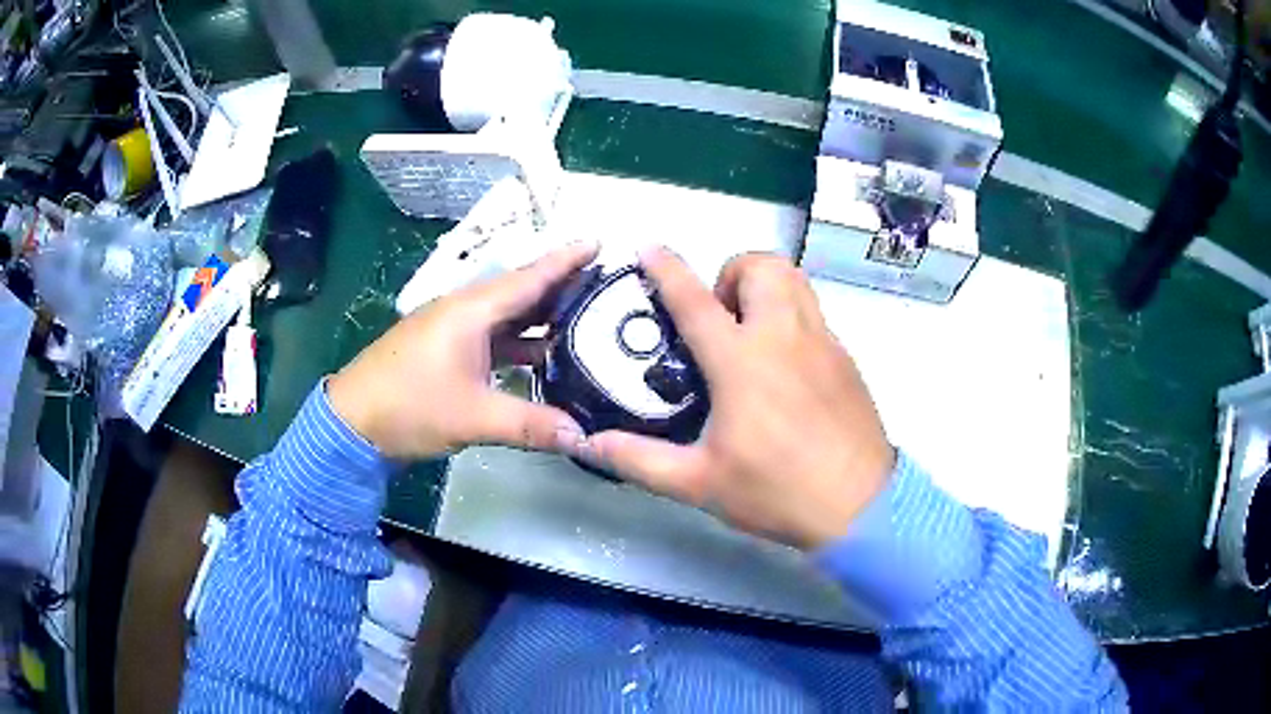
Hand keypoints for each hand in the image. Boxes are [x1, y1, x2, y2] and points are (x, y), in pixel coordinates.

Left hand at [327, 242, 597, 459]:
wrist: (352, 422)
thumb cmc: (409, 406)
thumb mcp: (473, 417)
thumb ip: (530, 424)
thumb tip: (582, 436)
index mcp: (471, 311)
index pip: (529, 278)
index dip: (566, 260)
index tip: (600, 243)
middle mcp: (464, 311)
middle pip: (521, 291)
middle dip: (562, 286)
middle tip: (606, 286)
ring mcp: (454, 331)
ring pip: (508, 316)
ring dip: (542, 317)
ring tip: (586, 319)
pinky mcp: (447, 351)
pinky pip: (494, 337)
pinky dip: (521, 343)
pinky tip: (543, 356)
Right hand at [585, 249, 895, 549]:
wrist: (861, 506)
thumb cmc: (777, 492)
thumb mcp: (699, 483)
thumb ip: (639, 459)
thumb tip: (589, 444)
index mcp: (742, 362)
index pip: (695, 301)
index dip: (668, 269)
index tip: (650, 248)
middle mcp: (784, 337)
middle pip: (760, 266)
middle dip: (731, 274)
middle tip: (719, 318)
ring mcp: (822, 342)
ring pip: (795, 279)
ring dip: (765, 285)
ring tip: (750, 329)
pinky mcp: (845, 357)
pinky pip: (814, 312)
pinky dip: (791, 315)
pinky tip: (784, 364)